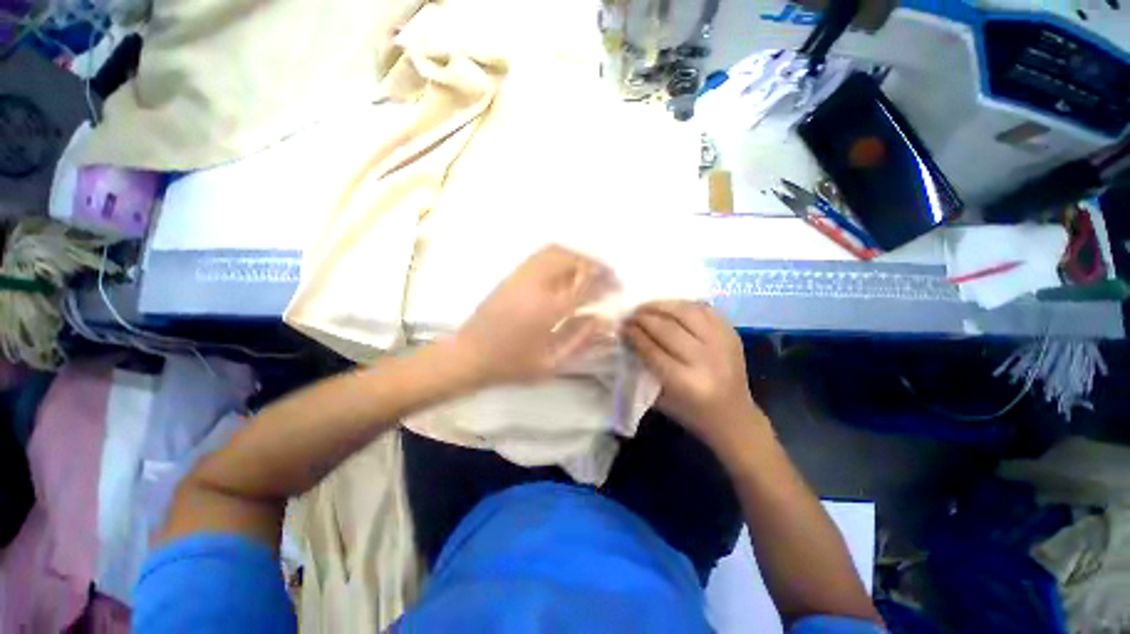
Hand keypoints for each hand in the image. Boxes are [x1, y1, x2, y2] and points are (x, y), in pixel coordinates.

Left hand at [451, 245, 614, 386]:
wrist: (469, 355)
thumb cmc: (511, 364)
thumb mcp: (551, 362)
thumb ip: (581, 339)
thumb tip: (604, 320)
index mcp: (547, 309)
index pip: (585, 286)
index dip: (606, 284)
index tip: (617, 288)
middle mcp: (535, 285)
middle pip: (571, 260)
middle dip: (595, 264)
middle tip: (607, 276)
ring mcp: (521, 276)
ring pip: (555, 251)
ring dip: (578, 257)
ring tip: (590, 270)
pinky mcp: (512, 275)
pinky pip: (541, 255)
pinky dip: (561, 256)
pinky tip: (567, 270)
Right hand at [624, 301, 762, 446]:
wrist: (734, 416)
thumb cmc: (690, 411)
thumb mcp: (659, 398)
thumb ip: (643, 368)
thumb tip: (627, 339)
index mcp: (685, 382)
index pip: (652, 350)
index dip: (634, 335)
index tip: (622, 327)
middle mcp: (706, 360)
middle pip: (668, 329)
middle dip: (644, 318)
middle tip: (630, 315)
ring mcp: (722, 344)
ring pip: (686, 313)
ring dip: (662, 306)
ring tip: (646, 306)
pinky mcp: (731, 334)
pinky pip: (704, 310)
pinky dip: (683, 305)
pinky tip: (669, 306)